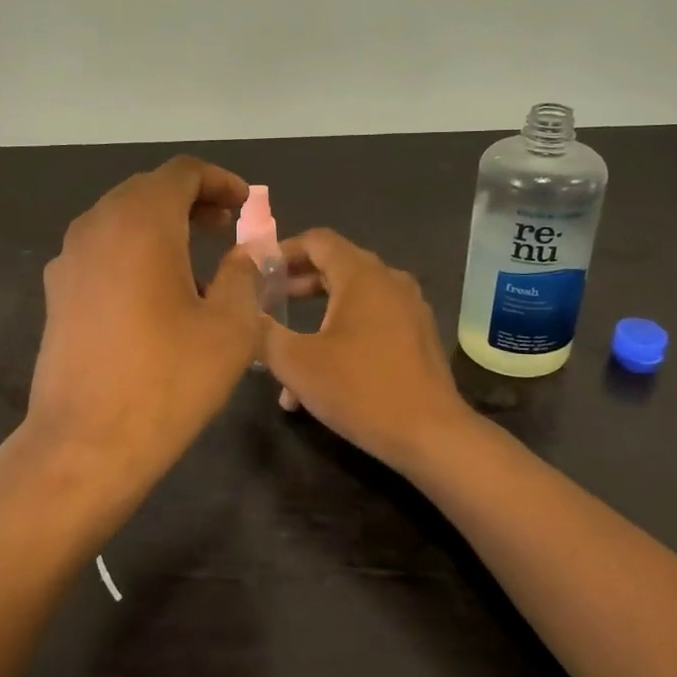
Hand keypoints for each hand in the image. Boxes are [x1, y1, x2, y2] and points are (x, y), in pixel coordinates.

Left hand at [27, 157, 260, 488]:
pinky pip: (101, 252)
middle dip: (191, 201)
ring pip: (120, 220)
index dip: (220, 181)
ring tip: (196, 262)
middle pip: (147, 191)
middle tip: (225, 227)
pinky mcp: (56, 293)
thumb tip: (245, 253)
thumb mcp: (230, 327)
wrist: (85, 444)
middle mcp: (97, 226)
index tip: (245, 205)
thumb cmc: (168, 380)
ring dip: (160, 227)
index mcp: (141, 221)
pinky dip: (133, 253)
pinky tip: (154, 293)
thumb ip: (242, 276)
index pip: (182, 173)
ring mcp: (69, 259)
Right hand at [262, 228, 474, 473]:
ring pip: (353, 298)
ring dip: (317, 315)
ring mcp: (409, 309)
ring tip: (288, 347)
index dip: (284, 250)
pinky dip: (343, 333)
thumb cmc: (360, 389)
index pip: (318, 241)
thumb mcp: (297, 363)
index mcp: (362, 276)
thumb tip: (245, 314)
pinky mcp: (418, 336)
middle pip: (336, 266)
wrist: (431, 435)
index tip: (258, 270)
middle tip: (267, 302)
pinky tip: (321, 375)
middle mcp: (390, 282)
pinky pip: (373, 321)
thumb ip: (264, 332)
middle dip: (297, 283)